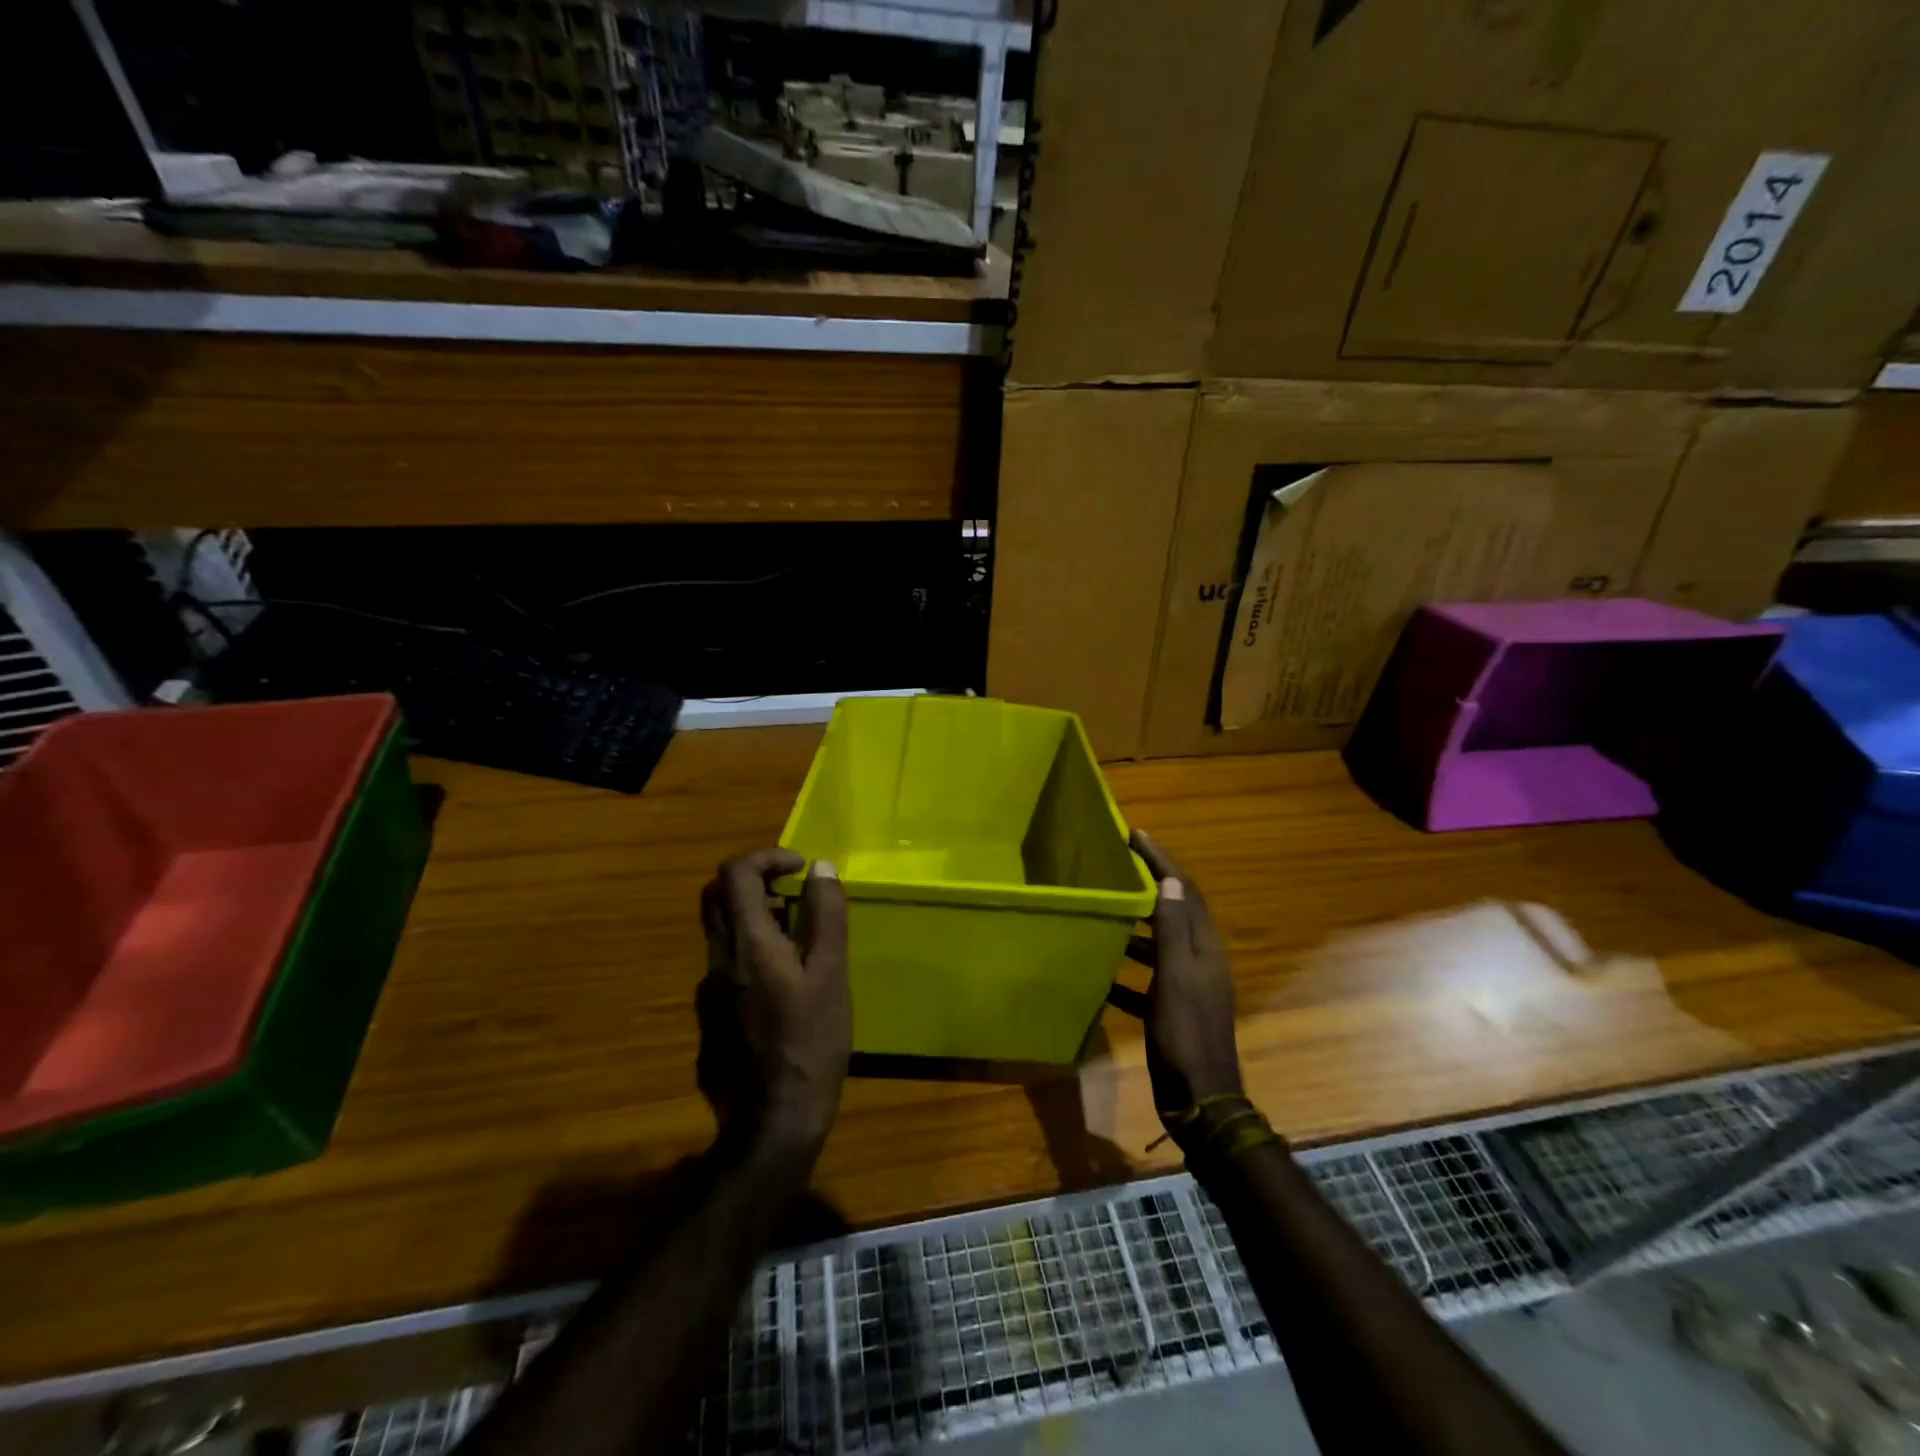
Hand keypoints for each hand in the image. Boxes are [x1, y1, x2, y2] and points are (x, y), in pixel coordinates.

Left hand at [697, 849, 850, 1161]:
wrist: (770, 1124)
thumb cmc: (810, 1044)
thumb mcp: (831, 974)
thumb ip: (825, 916)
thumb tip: (821, 867)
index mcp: (747, 943)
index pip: (734, 873)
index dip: (767, 857)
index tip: (801, 868)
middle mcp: (717, 960)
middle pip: (716, 896)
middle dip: (755, 880)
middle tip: (794, 892)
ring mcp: (708, 991)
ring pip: (722, 932)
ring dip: (757, 918)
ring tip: (802, 941)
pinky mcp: (711, 1018)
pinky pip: (727, 965)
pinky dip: (752, 952)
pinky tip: (786, 986)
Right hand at [1130, 830, 1243, 1138]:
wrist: (1200, 1100)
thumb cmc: (1186, 1034)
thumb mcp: (1176, 978)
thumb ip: (1172, 929)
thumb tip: (1170, 879)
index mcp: (1203, 947)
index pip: (1184, 890)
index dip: (1162, 860)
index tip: (1136, 834)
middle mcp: (1198, 960)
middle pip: (1173, 911)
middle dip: (1148, 885)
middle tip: (1116, 864)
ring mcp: (1185, 986)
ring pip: (1157, 944)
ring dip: (1133, 926)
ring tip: (1103, 909)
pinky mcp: (1169, 1009)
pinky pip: (1144, 978)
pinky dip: (1124, 970)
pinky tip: (1098, 969)